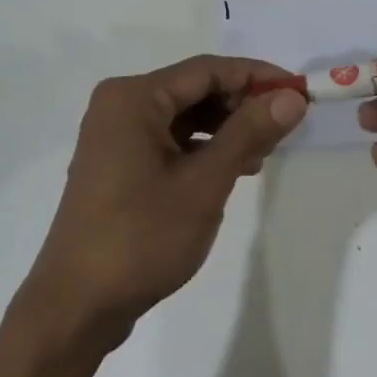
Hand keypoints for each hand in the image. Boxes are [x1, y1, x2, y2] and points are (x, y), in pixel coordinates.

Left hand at [20, 56, 307, 354]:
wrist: (77, 306)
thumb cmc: (142, 236)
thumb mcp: (204, 182)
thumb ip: (249, 132)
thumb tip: (292, 96)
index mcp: (134, 97)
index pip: (207, 70)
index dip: (256, 76)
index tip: (299, 90)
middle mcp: (120, 105)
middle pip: (194, 89)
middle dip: (241, 104)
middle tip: (286, 123)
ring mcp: (115, 136)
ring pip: (183, 116)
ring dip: (225, 128)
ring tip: (266, 150)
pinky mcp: (117, 164)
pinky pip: (168, 139)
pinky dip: (201, 148)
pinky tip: (233, 168)